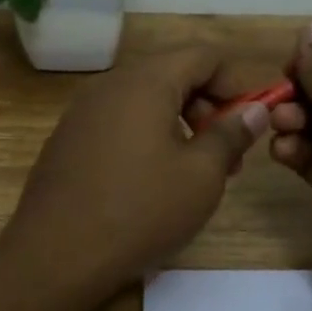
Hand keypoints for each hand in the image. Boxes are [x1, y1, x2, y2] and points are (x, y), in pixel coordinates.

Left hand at [0, 48, 270, 292]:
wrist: (56, 256)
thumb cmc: (140, 211)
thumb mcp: (201, 176)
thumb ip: (231, 134)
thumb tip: (255, 109)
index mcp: (145, 81)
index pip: (202, 55)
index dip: (235, 81)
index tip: (251, 120)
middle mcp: (109, 85)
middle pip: (171, 74)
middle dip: (208, 106)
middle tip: (229, 154)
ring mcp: (82, 112)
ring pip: (144, 100)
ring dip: (178, 124)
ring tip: (195, 171)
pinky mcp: (67, 140)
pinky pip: (118, 122)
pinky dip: (146, 136)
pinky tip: (152, 180)